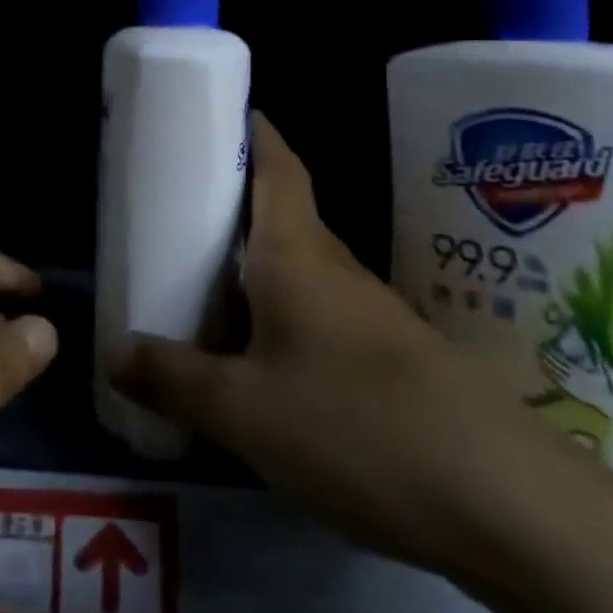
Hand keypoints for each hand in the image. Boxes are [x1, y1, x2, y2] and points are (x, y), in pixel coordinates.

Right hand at [112, 114, 559, 578]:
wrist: (498, 499)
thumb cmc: (351, 423)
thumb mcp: (241, 409)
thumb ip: (173, 377)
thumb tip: (114, 351)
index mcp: (297, 252)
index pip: (278, 166)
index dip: (253, 133)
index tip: (223, 114)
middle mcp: (335, 268)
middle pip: (282, 216)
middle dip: (234, 207)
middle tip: (179, 212)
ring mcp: (369, 315)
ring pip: (300, 271)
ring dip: (255, 269)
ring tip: (201, 287)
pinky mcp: (390, 360)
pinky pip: (318, 318)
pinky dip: (280, 319)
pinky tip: (257, 361)